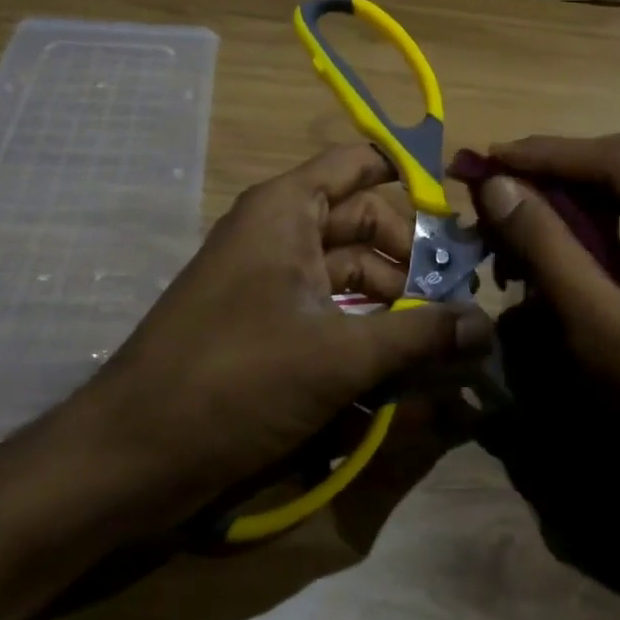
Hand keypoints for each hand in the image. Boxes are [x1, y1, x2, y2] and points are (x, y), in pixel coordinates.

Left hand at [78, 144, 492, 522]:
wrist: (132, 456)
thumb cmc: (235, 380)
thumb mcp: (339, 355)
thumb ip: (419, 336)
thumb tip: (487, 328)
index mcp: (288, 209)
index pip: (360, 163)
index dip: (411, 178)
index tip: (461, 219)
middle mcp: (282, 233)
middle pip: (368, 225)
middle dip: (417, 263)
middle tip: (465, 303)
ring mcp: (274, 281)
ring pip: (354, 276)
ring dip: (400, 307)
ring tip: (449, 346)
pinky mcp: (271, 327)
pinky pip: (334, 313)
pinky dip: (370, 334)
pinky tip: (408, 370)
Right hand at [463, 125, 619, 494]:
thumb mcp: (602, 327)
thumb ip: (547, 248)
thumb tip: (497, 186)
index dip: (550, 155)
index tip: (491, 156)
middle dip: (578, 161)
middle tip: (520, 178)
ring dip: (595, 187)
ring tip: (538, 208)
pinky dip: (617, 217)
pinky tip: (579, 242)